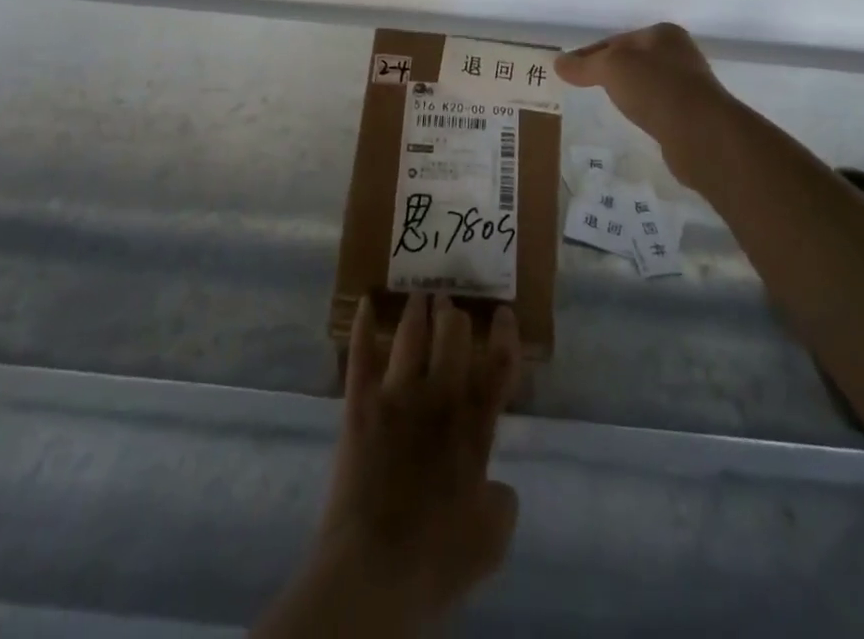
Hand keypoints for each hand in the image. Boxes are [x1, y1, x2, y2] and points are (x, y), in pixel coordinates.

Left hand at [310, 293, 520, 626]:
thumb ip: (502, 502)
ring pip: (410, 336)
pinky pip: (361, 356)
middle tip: (451, 303)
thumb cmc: (438, 559)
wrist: (375, 569)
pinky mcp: (360, 405)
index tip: (502, 312)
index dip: (504, 334)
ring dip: (417, 311)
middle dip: (454, 316)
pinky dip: (363, 326)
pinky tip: (365, 302)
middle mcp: (439, 398)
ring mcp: (397, 396)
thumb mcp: (492, 539)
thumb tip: (497, 484)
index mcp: (474, 426)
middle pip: (452, 337)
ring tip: (419, 294)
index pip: (498, 365)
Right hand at [555, 22, 733, 189]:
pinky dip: (643, 110)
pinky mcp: (692, 114)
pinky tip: (633, 119)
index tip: (569, 69)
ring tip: (606, 103)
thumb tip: (559, 63)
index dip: (590, 53)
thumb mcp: (611, 68)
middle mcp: (680, 54)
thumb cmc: (655, 88)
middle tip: (584, 85)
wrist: (701, 133)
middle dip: (610, 70)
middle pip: (633, 59)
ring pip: (646, 83)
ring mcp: (689, 85)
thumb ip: (585, 65)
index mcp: (663, 34)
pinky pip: (657, 106)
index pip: (616, 40)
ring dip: (628, 91)